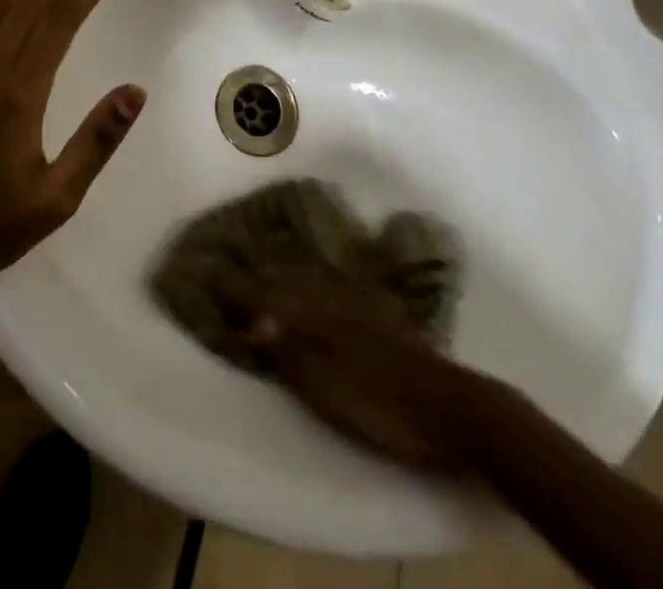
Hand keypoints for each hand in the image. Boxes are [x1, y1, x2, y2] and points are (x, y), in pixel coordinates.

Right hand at [219, 266, 489, 474]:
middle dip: (256, 269)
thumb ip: (291, 351)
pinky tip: (314, 277)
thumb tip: (251, 320)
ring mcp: (360, 303)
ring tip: (261, 260)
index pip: (267, 294)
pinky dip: (312, 280)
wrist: (455, 406)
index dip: (238, 285)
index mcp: (319, 313)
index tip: (208, 268)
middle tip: (228, 257)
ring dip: (282, 270)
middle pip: (286, 279)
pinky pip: (332, 287)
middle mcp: (335, 297)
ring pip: (310, 279)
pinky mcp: (378, 315)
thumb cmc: (385, 401)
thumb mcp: (330, 386)